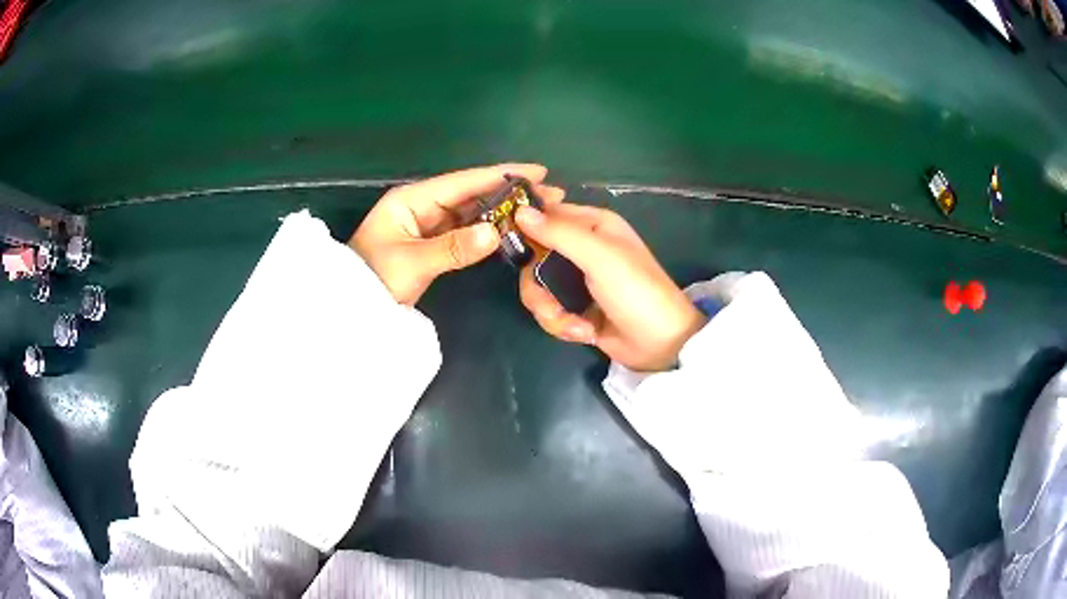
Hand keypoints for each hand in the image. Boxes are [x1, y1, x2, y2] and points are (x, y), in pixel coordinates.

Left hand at [350, 164, 563, 304]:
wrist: (350, 307)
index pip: (463, 182)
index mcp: (413, 199)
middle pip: (472, 193)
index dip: (501, 175)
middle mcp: (423, 205)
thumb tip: (494, 234)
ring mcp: (428, 224)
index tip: (537, 172)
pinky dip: (488, 230)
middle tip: (550, 195)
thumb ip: (453, 248)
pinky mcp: (433, 243)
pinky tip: (512, 229)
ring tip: (539, 211)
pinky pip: (466, 231)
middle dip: (509, 192)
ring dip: (503, 211)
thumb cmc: (372, 280)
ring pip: (472, 212)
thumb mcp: (411, 263)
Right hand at [516, 204, 705, 371]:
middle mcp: (584, 248)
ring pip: (538, 289)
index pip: (547, 214)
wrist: (660, 344)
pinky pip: (550, 311)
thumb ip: (559, 233)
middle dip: (538, 287)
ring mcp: (579, 280)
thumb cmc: (635, 291)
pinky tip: (585, 333)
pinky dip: (563, 325)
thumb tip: (519, 211)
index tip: (506, 242)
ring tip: (576, 327)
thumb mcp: (599, 256)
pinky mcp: (577, 308)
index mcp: (593, 225)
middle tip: (549, 305)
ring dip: (551, 312)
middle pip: (534, 257)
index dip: (526, 226)